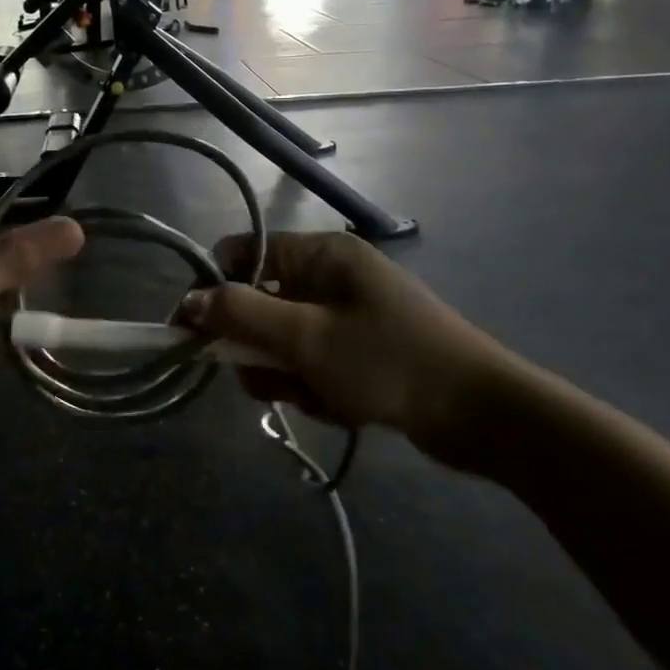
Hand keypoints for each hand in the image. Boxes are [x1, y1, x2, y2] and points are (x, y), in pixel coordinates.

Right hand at [180, 232, 525, 474]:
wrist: (481, 414)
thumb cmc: (388, 361)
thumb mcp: (305, 338)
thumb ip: (241, 315)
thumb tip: (188, 302)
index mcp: (319, 254)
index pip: (242, 254)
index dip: (212, 289)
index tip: (191, 332)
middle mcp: (329, 276)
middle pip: (258, 303)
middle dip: (257, 347)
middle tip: (271, 378)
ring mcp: (345, 315)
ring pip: (281, 341)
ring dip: (286, 374)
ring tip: (317, 396)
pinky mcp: (358, 350)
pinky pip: (310, 364)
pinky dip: (315, 388)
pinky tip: (342, 407)